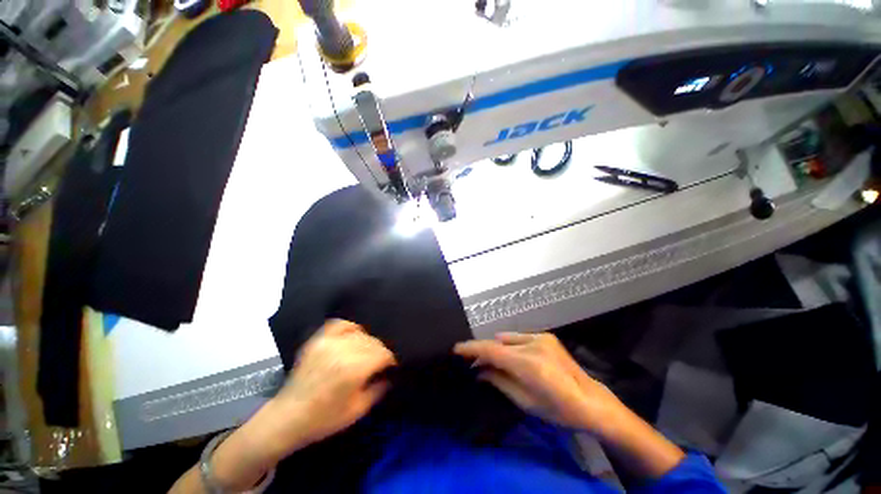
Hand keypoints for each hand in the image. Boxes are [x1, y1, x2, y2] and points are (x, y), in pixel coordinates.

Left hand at [271, 319, 395, 448]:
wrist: (287, 417)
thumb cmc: (325, 419)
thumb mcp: (358, 410)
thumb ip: (380, 389)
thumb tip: (392, 374)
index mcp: (354, 368)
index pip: (384, 353)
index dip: (391, 360)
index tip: (392, 367)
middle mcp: (343, 349)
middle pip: (374, 342)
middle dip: (381, 352)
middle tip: (380, 363)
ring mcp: (329, 341)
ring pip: (361, 333)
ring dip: (368, 342)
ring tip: (367, 353)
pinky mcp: (318, 339)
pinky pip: (341, 324)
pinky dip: (351, 328)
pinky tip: (353, 337)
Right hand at [454, 332, 623, 432]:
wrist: (590, 401)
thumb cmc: (557, 409)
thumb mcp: (524, 401)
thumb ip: (499, 381)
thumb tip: (479, 371)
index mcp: (527, 364)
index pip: (491, 350)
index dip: (471, 348)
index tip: (456, 348)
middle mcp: (533, 344)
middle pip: (497, 342)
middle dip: (484, 351)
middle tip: (475, 363)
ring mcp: (540, 337)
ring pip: (507, 338)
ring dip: (498, 348)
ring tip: (496, 362)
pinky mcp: (546, 336)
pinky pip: (519, 337)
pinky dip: (511, 345)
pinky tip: (514, 357)